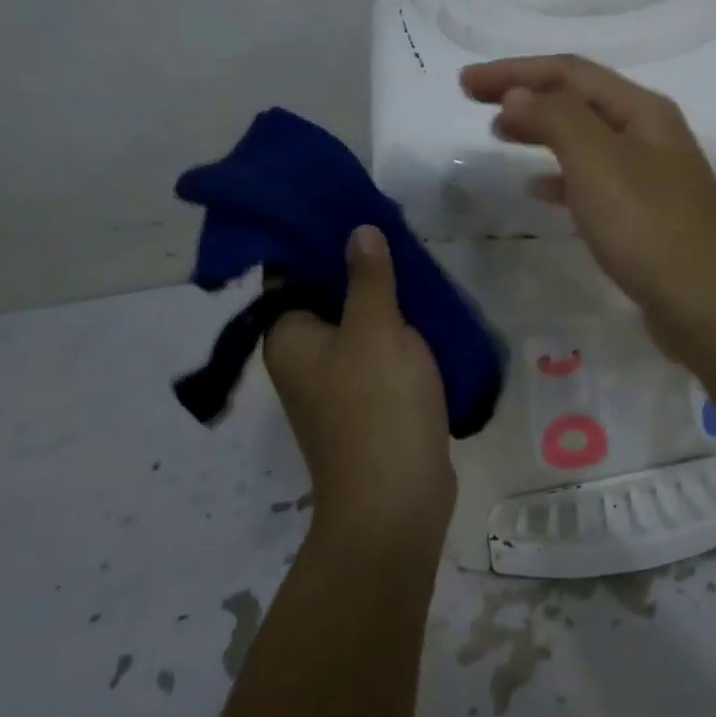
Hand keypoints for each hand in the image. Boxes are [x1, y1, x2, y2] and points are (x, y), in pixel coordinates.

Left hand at [263, 226, 455, 543]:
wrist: (395, 504)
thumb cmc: (377, 408)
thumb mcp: (376, 330)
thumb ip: (367, 277)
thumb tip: (357, 231)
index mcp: (289, 337)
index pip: (292, 274)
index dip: (322, 241)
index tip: (357, 212)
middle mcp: (303, 358)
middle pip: (328, 296)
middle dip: (361, 267)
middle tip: (398, 235)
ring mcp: (335, 383)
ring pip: (358, 324)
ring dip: (385, 300)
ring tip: (419, 265)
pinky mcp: (366, 402)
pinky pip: (377, 352)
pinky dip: (397, 331)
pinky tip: (427, 311)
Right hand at [460, 54, 715, 350]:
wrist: (708, 305)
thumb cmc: (648, 226)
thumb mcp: (596, 161)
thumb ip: (555, 118)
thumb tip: (518, 94)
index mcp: (642, 110)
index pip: (569, 72)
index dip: (514, 70)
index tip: (465, 83)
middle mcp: (650, 133)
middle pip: (578, 98)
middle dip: (526, 93)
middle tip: (476, 101)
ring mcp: (651, 175)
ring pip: (584, 138)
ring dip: (541, 129)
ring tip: (500, 135)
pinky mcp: (645, 214)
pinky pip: (593, 179)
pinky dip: (560, 175)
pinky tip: (538, 188)